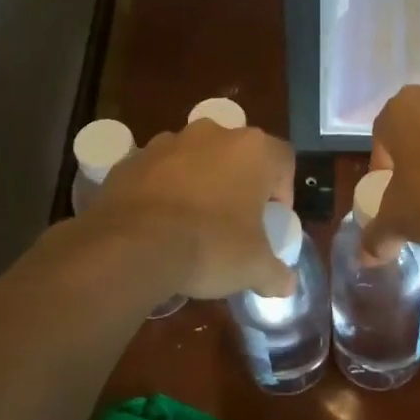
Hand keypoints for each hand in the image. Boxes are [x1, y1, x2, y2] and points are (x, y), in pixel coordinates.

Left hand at [89, 119, 296, 298]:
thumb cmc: (210, 246)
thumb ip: (276, 273)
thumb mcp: (254, 267)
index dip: (283, 190)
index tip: (271, 219)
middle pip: (236, 154)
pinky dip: (163, 190)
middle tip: (235, 220)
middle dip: (238, 182)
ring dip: (199, 182)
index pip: (283, 160)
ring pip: (194, 159)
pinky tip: (160, 223)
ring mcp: (167, 142)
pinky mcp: (131, 159)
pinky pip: (157, 172)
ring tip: (193, 222)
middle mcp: (212, 133)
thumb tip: (287, 285)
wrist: (133, 246)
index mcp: (252, 150)